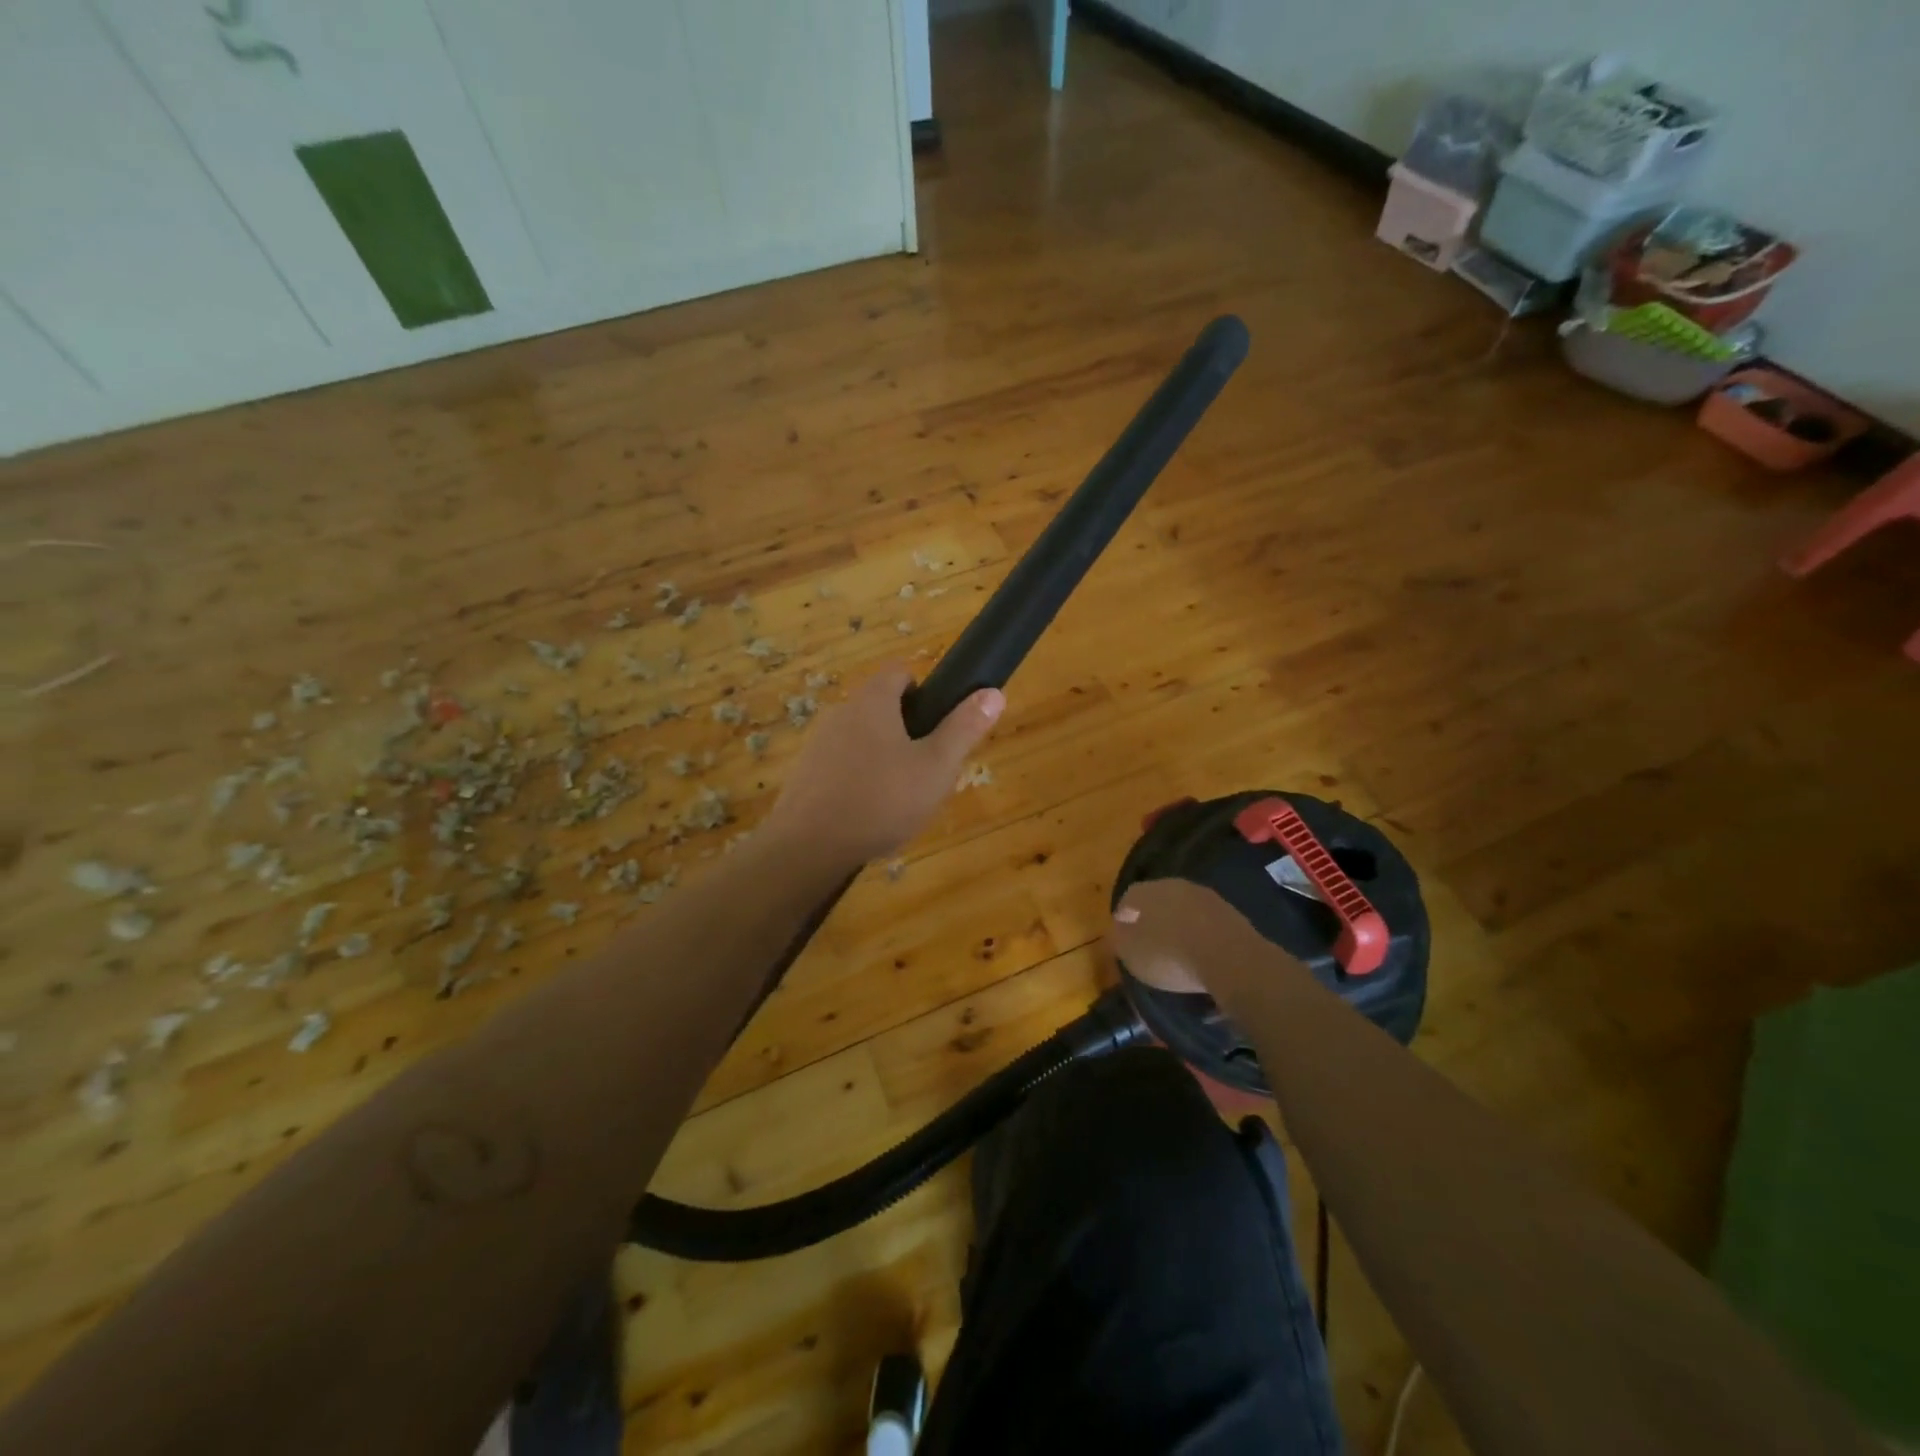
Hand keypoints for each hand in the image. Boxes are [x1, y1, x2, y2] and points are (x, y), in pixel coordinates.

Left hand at [764, 664, 1003, 865]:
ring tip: (900, 798)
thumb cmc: (881, 799)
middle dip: (906, 732)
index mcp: (873, 701)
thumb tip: (993, 692)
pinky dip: (858, 781)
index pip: (899, 672)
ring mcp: (818, 744)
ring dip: (883, 759)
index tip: (937, 723)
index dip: (923, 691)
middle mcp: (841, 712)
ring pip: (861, 739)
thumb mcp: (936, 767)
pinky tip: (869, 815)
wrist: (808, 846)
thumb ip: (964, 729)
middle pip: (880, 707)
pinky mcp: (805, 774)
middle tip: (927, 768)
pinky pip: (841, 767)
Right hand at [1111, 878, 1276, 993]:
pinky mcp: (1231, 913)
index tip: (1124, 937)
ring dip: (1179, 924)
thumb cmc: (1170, 956)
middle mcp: (1175, 885)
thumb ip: (1119, 939)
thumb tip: (1117, 929)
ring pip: (1185, 907)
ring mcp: (1206, 897)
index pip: (1129, 898)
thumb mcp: (1131, 954)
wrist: (1230, 958)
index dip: (1124, 918)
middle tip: (1150, 942)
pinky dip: (1201, 934)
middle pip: (1158, 899)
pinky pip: (1207, 921)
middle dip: (1153, 918)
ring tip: (1178, 950)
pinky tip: (1202, 953)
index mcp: (1146, 892)